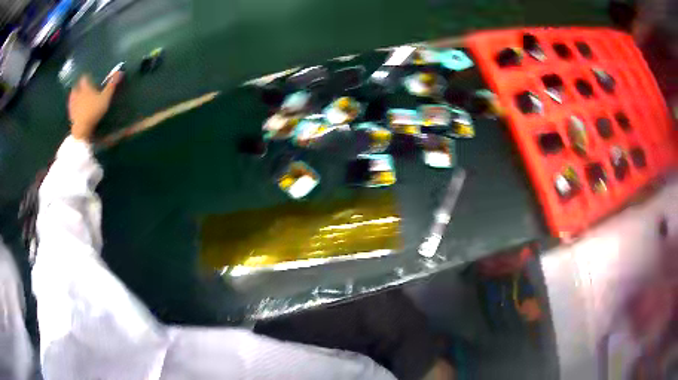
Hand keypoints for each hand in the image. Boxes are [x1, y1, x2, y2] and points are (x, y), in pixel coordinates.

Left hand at [68, 73, 121, 140]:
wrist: (81, 129)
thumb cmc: (94, 111)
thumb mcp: (105, 98)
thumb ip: (111, 85)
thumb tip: (120, 70)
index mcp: (85, 88)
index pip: (84, 78)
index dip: (86, 77)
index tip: (89, 77)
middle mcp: (77, 93)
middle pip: (76, 86)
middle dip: (79, 85)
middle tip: (82, 87)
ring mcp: (73, 104)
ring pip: (72, 96)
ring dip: (74, 95)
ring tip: (77, 96)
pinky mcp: (70, 114)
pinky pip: (71, 107)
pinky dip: (72, 105)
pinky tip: (75, 108)